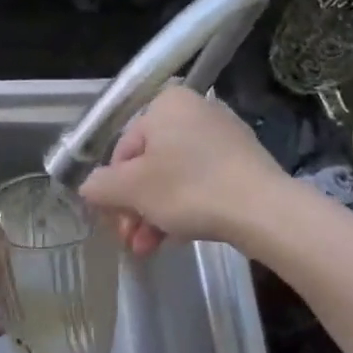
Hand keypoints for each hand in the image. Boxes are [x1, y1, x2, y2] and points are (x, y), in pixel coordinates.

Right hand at [79, 87, 283, 256]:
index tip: (116, 221)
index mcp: (166, 104)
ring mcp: (224, 135)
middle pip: (149, 164)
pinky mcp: (244, 162)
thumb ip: (100, 186)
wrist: (264, 210)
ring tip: (150, 249)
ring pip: (175, 177)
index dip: (114, 189)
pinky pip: (203, 182)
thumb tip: (89, 188)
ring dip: (156, 213)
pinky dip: (186, 207)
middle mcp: (195, 110)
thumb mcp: (131, 189)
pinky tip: (178, 237)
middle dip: (136, 207)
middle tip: (131, 240)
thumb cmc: (188, 189)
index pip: (123, 148)